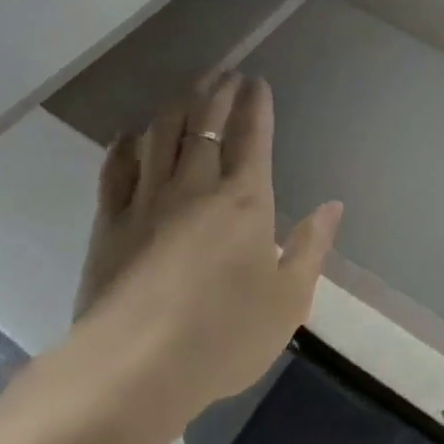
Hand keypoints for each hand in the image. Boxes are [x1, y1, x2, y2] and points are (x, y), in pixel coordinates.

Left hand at [64, 73, 342, 418]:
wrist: (134, 369)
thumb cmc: (223, 336)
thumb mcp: (288, 300)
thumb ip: (312, 247)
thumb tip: (333, 206)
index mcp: (244, 200)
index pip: (252, 136)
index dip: (256, 104)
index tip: (256, 82)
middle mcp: (196, 186)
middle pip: (206, 123)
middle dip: (218, 92)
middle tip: (225, 73)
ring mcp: (148, 199)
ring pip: (162, 134)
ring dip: (177, 104)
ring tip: (188, 89)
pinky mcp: (110, 222)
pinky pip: (117, 168)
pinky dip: (126, 145)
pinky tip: (130, 135)